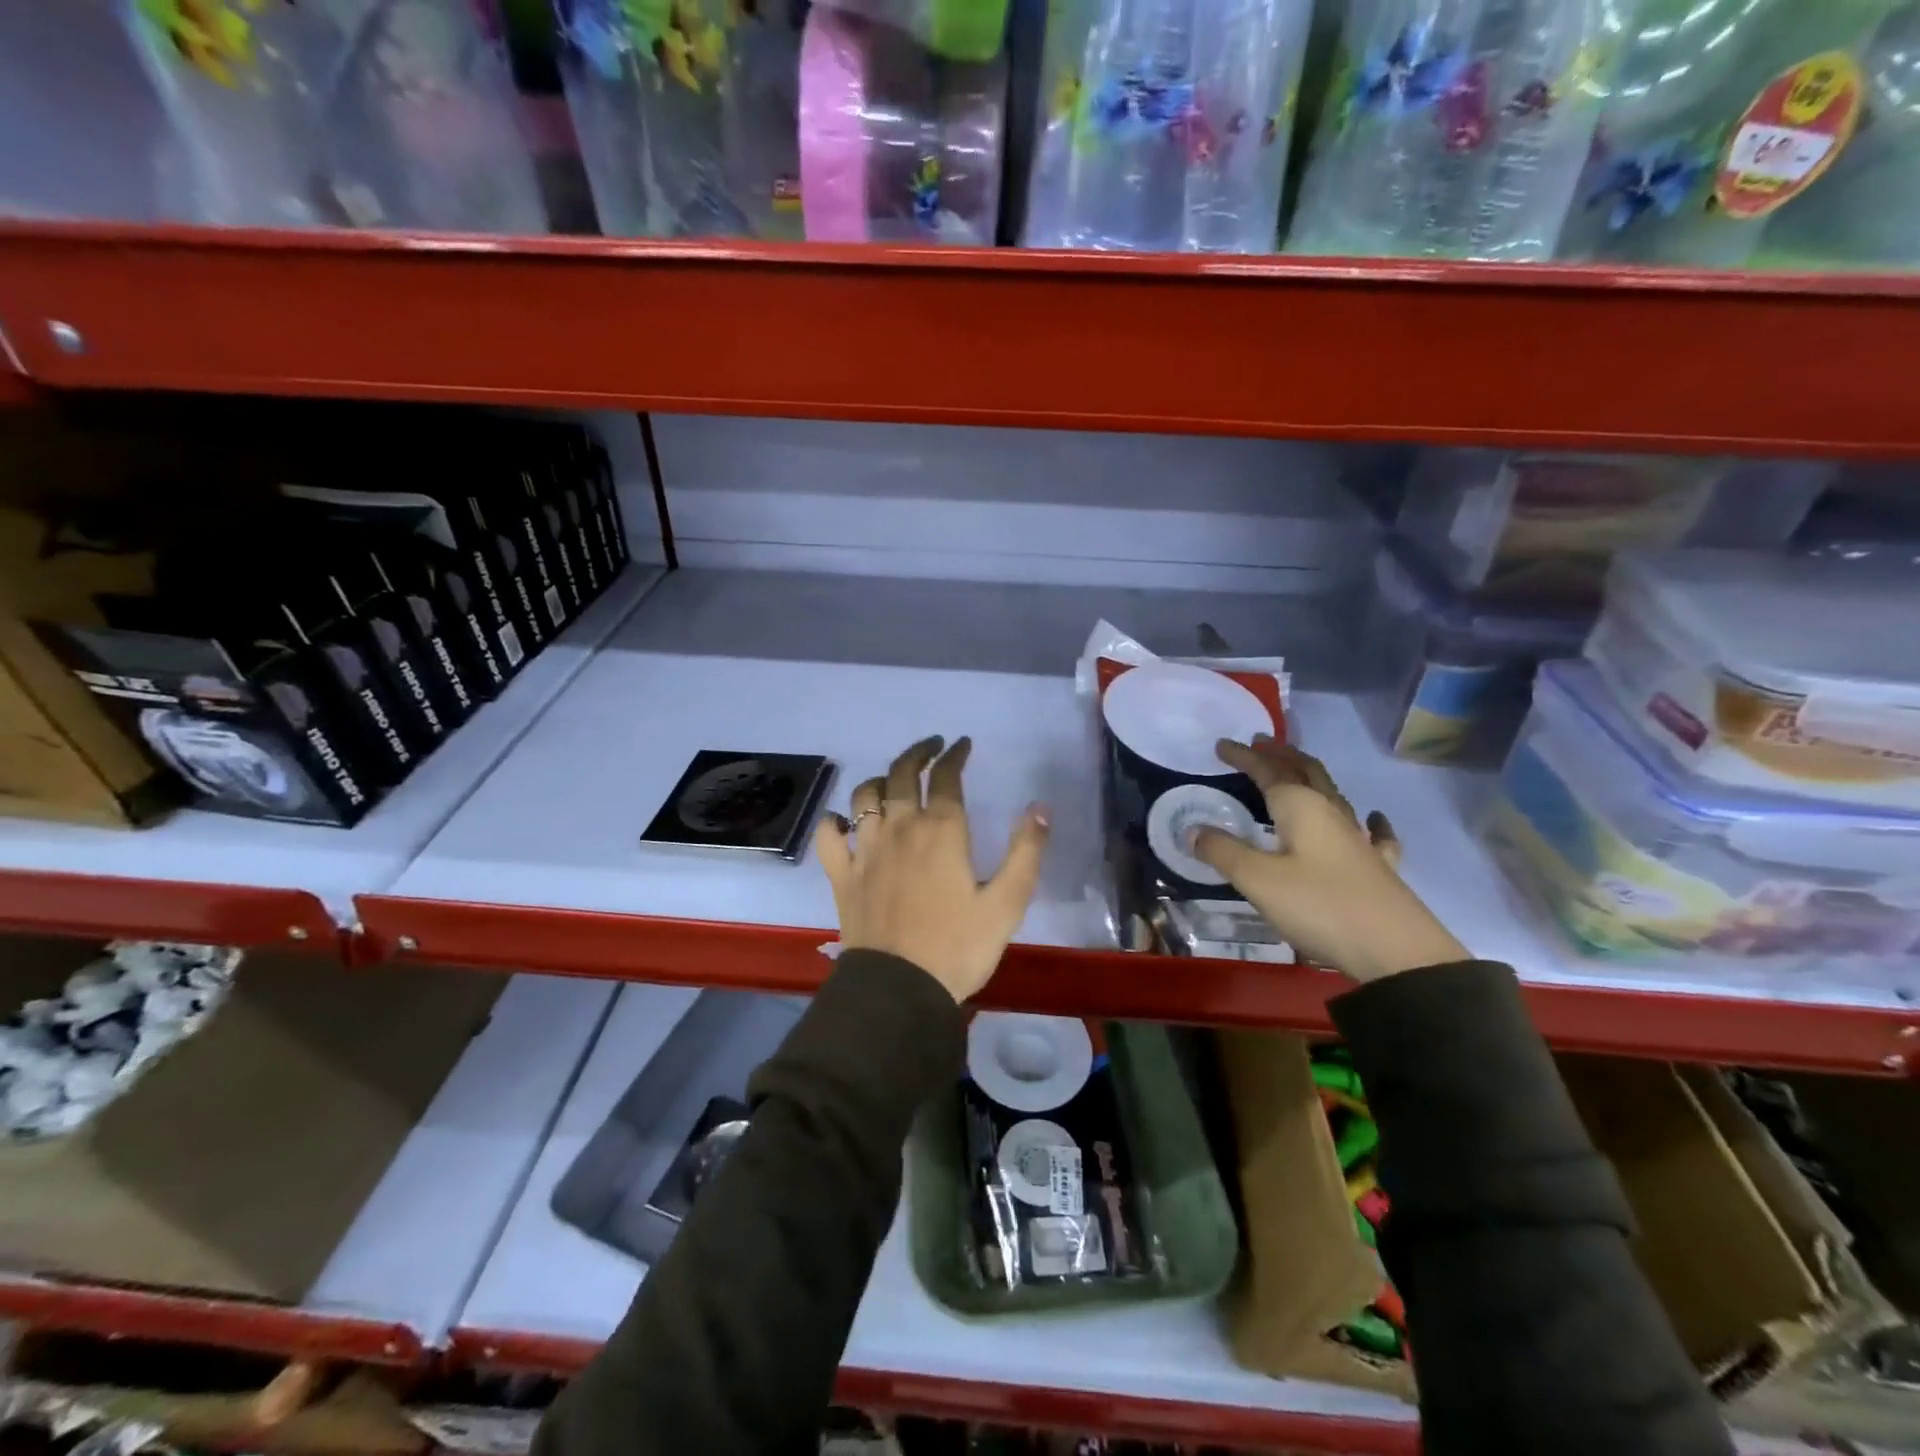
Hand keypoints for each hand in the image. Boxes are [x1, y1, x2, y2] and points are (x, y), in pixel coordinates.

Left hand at [815, 735, 1050, 1002]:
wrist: (900, 989)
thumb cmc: (959, 947)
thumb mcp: (1007, 903)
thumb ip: (1026, 851)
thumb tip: (1040, 807)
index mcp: (942, 831)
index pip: (946, 777)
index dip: (955, 756)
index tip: (962, 745)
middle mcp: (901, 828)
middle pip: (902, 774)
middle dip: (918, 754)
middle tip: (932, 748)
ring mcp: (867, 850)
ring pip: (865, 796)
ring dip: (880, 780)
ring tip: (892, 781)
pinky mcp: (843, 875)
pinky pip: (830, 835)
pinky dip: (835, 822)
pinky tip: (843, 821)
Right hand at [1191, 737, 1467, 982]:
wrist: (1396, 952)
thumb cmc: (1319, 907)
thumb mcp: (1257, 880)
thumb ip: (1223, 852)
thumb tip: (1193, 831)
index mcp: (1301, 808)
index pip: (1268, 771)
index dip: (1244, 757)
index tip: (1221, 745)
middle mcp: (1331, 813)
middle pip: (1305, 772)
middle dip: (1280, 755)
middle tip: (1260, 743)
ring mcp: (1359, 838)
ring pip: (1333, 794)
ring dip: (1311, 776)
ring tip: (1295, 769)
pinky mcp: (1378, 866)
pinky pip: (1374, 832)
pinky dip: (1368, 819)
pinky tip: (1374, 818)